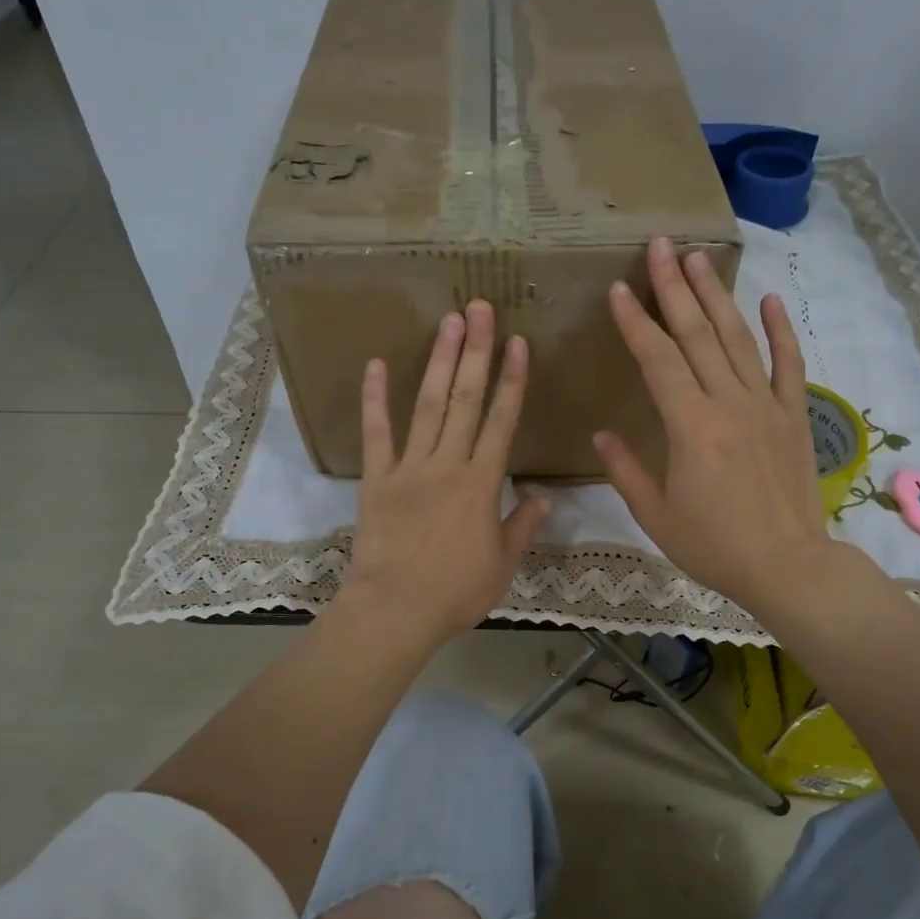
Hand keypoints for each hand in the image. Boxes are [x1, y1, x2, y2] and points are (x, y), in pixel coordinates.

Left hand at [341, 300, 548, 646]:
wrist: (396, 610)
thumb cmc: (456, 592)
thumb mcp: (502, 564)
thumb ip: (522, 526)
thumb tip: (543, 498)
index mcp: (482, 484)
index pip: (502, 421)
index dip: (512, 380)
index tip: (519, 342)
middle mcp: (448, 464)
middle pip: (466, 399)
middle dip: (477, 351)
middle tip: (481, 308)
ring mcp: (409, 467)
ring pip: (429, 405)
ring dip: (440, 362)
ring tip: (449, 321)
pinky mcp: (376, 478)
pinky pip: (376, 433)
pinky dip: (376, 398)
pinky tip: (378, 364)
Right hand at [595, 237, 831, 615]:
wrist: (787, 566)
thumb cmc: (714, 546)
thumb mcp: (656, 516)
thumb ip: (625, 470)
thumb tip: (602, 434)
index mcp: (690, 427)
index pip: (658, 360)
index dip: (636, 322)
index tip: (620, 289)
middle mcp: (729, 403)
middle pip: (698, 334)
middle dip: (675, 287)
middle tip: (660, 245)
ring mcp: (766, 406)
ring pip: (739, 339)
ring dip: (717, 296)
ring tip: (699, 258)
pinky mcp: (794, 416)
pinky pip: (788, 365)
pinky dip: (780, 331)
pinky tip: (767, 301)